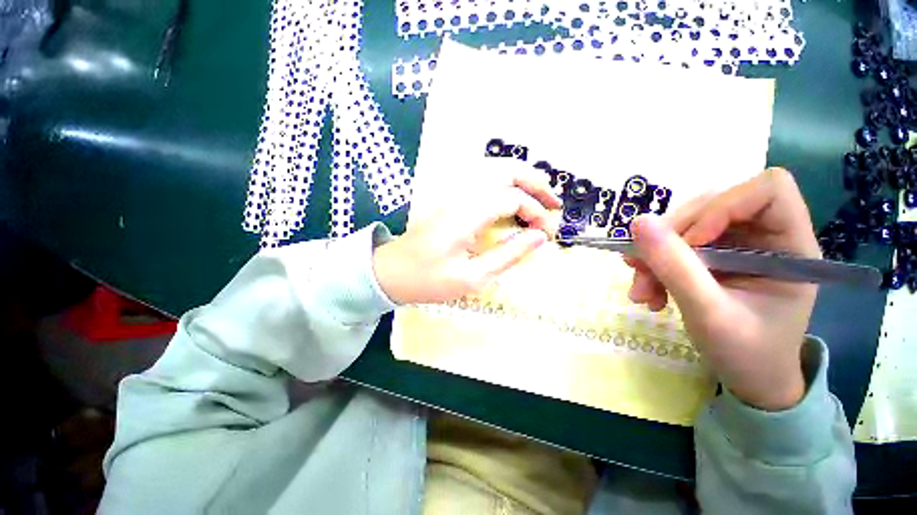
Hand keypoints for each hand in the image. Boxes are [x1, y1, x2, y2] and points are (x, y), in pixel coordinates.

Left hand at [374, 161, 560, 304]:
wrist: (394, 272)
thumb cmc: (430, 279)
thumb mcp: (473, 277)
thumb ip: (508, 254)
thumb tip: (539, 237)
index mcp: (466, 214)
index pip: (512, 198)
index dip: (536, 212)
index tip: (547, 233)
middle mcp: (460, 193)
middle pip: (505, 170)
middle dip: (535, 182)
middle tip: (554, 202)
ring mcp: (452, 190)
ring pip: (493, 167)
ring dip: (520, 176)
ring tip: (539, 195)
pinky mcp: (448, 195)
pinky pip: (481, 175)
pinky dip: (503, 178)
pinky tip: (510, 192)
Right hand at [626, 168, 819, 410]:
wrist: (749, 380)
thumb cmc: (747, 354)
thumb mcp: (709, 313)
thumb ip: (676, 267)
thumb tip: (639, 223)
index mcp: (791, 246)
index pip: (767, 190)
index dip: (723, 206)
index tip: (690, 243)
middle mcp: (765, 237)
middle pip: (711, 206)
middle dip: (669, 240)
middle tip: (642, 272)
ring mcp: (736, 246)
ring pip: (685, 227)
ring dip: (654, 257)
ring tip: (640, 291)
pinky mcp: (713, 257)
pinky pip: (674, 246)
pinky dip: (653, 266)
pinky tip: (647, 291)